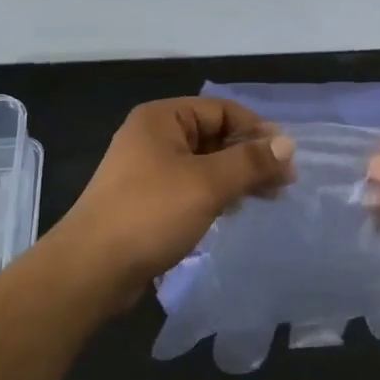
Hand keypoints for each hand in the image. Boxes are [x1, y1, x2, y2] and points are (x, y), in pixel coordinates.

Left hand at [55, 97, 295, 306]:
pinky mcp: (146, 199)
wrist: (91, 269)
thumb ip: (250, 161)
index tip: (286, 157)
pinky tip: (234, 211)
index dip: (256, 130)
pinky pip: (190, 186)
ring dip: (236, 176)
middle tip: (284, 183)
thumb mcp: (207, 184)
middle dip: (250, 156)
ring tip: (267, 198)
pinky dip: (215, 193)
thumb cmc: (150, 214)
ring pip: (204, 163)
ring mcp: (147, 169)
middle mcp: (153, 136)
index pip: (221, 110)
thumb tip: (288, 144)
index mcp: (162, 118)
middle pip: (213, 136)